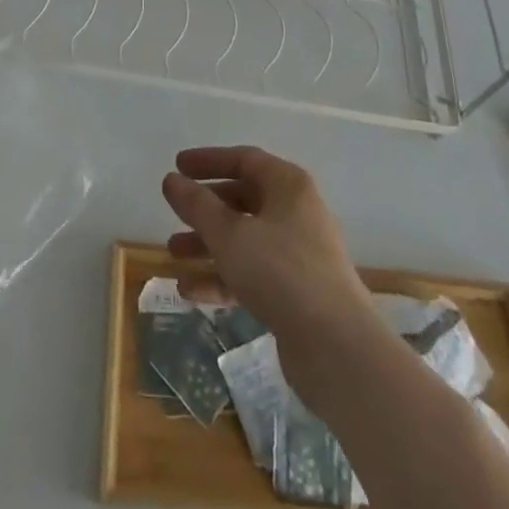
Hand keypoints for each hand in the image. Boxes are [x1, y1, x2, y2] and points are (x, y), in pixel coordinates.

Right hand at [161, 145, 375, 353]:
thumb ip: (197, 205)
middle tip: (174, 212)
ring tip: (173, 254)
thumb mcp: (229, 234)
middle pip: (243, 199)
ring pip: (245, 239)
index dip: (209, 160)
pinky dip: (223, 277)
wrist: (337, 349)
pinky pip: (253, 273)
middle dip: (205, 208)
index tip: (177, 166)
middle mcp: (296, 213)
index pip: (244, 159)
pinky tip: (190, 292)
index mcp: (288, 186)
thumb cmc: (281, 273)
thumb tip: (172, 180)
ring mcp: (299, 254)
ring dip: (208, 244)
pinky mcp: (296, 293)